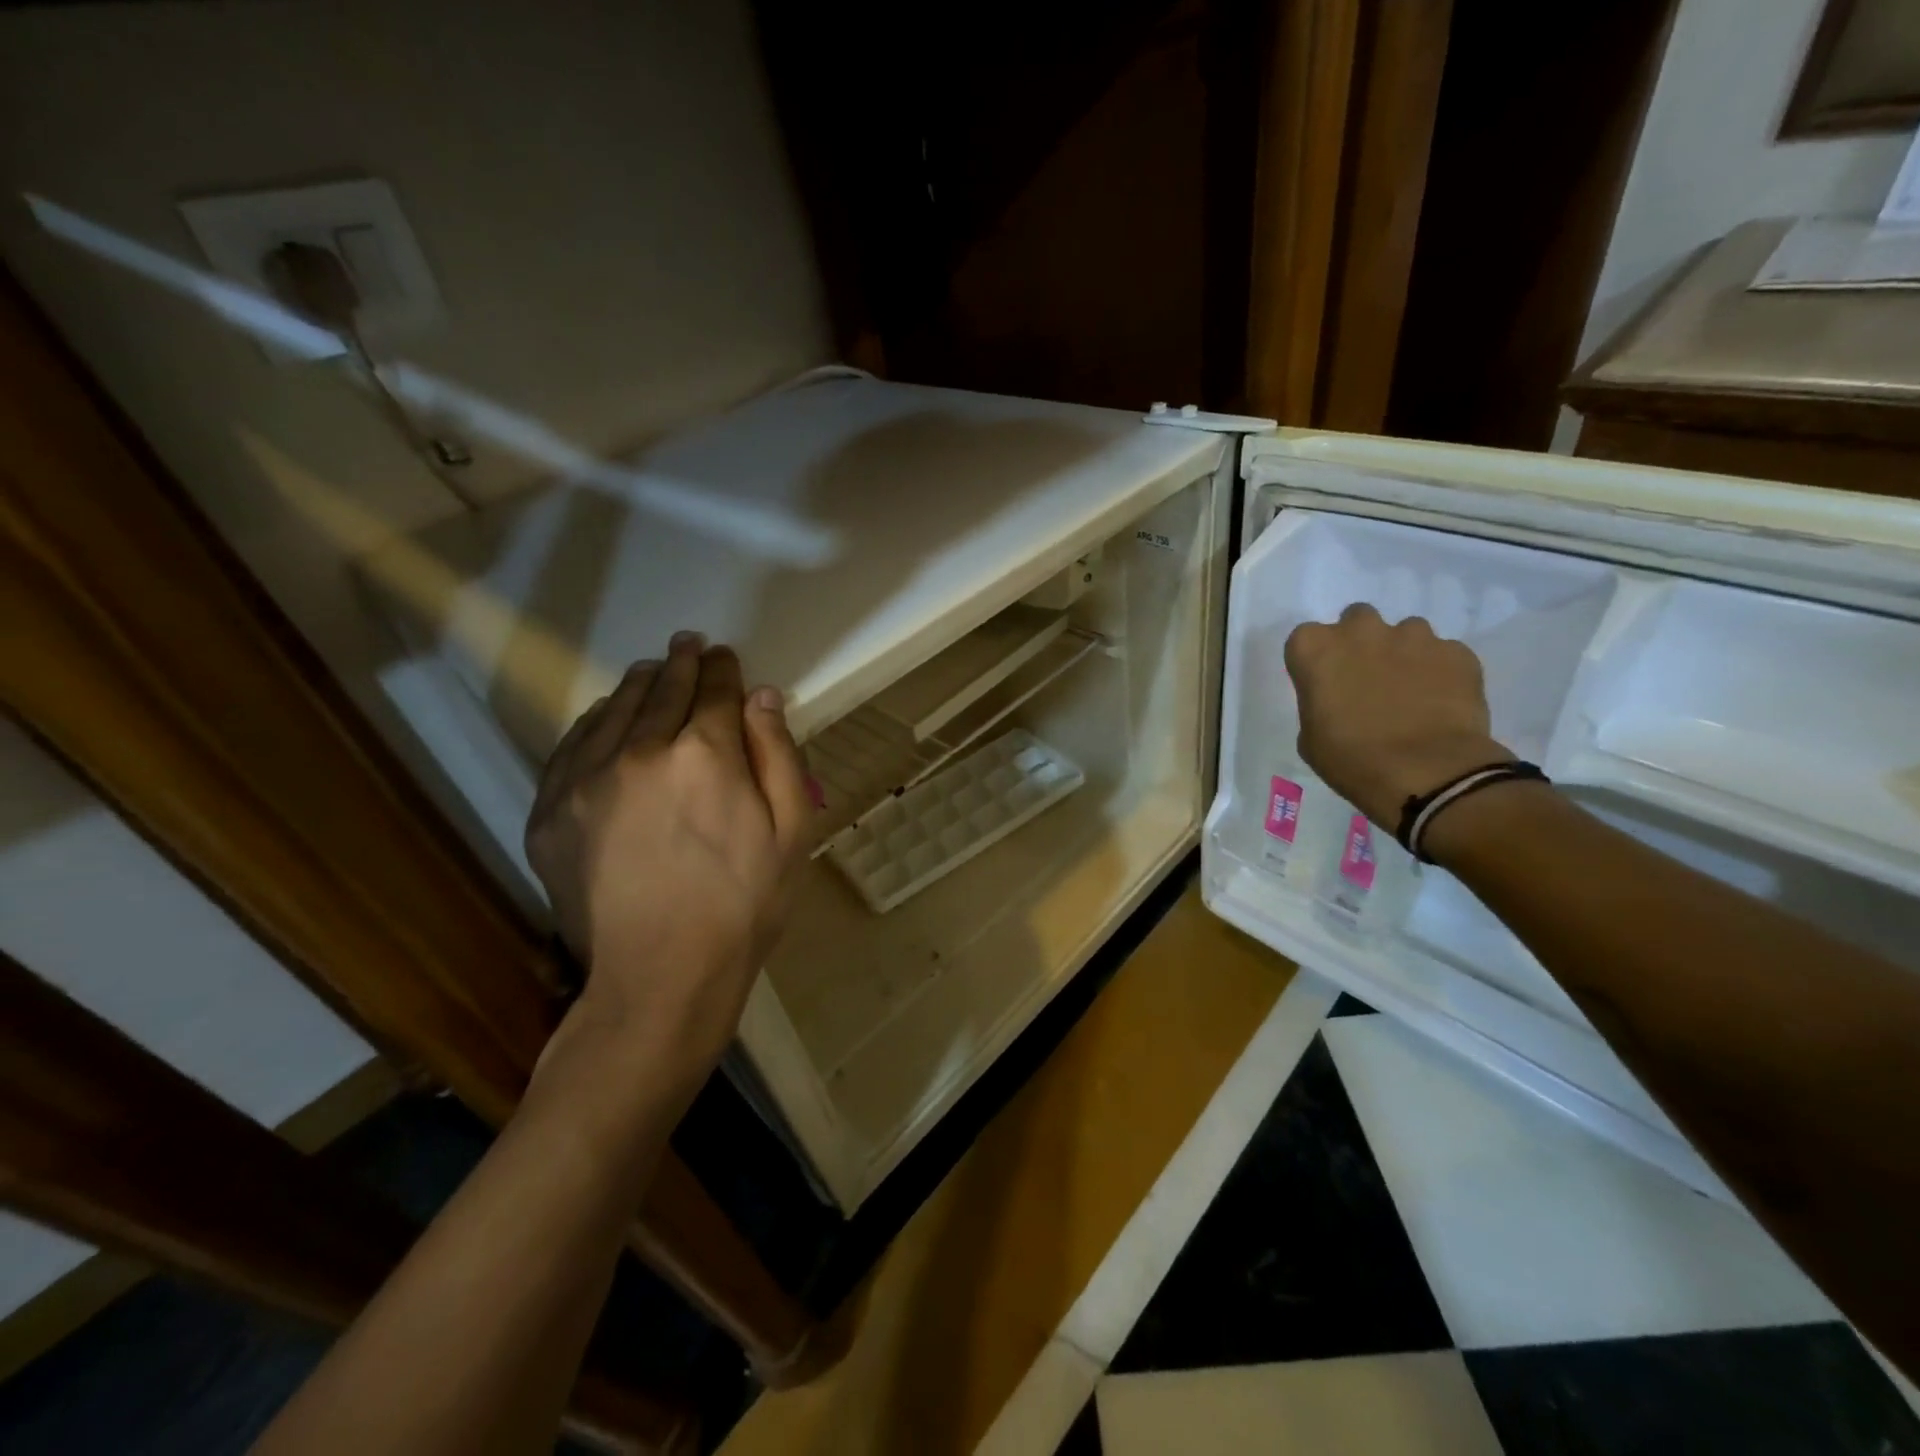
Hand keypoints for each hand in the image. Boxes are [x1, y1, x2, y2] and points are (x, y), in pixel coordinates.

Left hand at [524, 632, 812, 1072]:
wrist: (662, 975)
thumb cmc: (744, 904)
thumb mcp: (791, 832)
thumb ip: (778, 754)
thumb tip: (763, 696)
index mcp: (705, 753)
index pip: (715, 690)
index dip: (724, 669)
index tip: (725, 656)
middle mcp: (640, 750)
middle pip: (663, 689)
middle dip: (682, 663)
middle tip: (688, 644)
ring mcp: (586, 779)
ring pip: (614, 709)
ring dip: (638, 683)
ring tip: (651, 670)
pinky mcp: (551, 810)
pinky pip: (573, 745)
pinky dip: (595, 720)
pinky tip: (606, 715)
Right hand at [1284, 604, 1510, 826]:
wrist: (1427, 773)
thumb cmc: (1351, 759)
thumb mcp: (1310, 736)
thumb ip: (1319, 702)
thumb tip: (1338, 699)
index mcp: (1315, 648)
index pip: (1305, 639)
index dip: (1315, 662)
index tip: (1323, 684)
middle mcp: (1361, 630)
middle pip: (1356, 620)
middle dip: (1359, 643)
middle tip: (1366, 679)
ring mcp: (1413, 636)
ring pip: (1404, 632)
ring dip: (1402, 653)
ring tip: (1409, 692)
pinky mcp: (1457, 651)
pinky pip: (1443, 653)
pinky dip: (1439, 671)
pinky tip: (1440, 702)